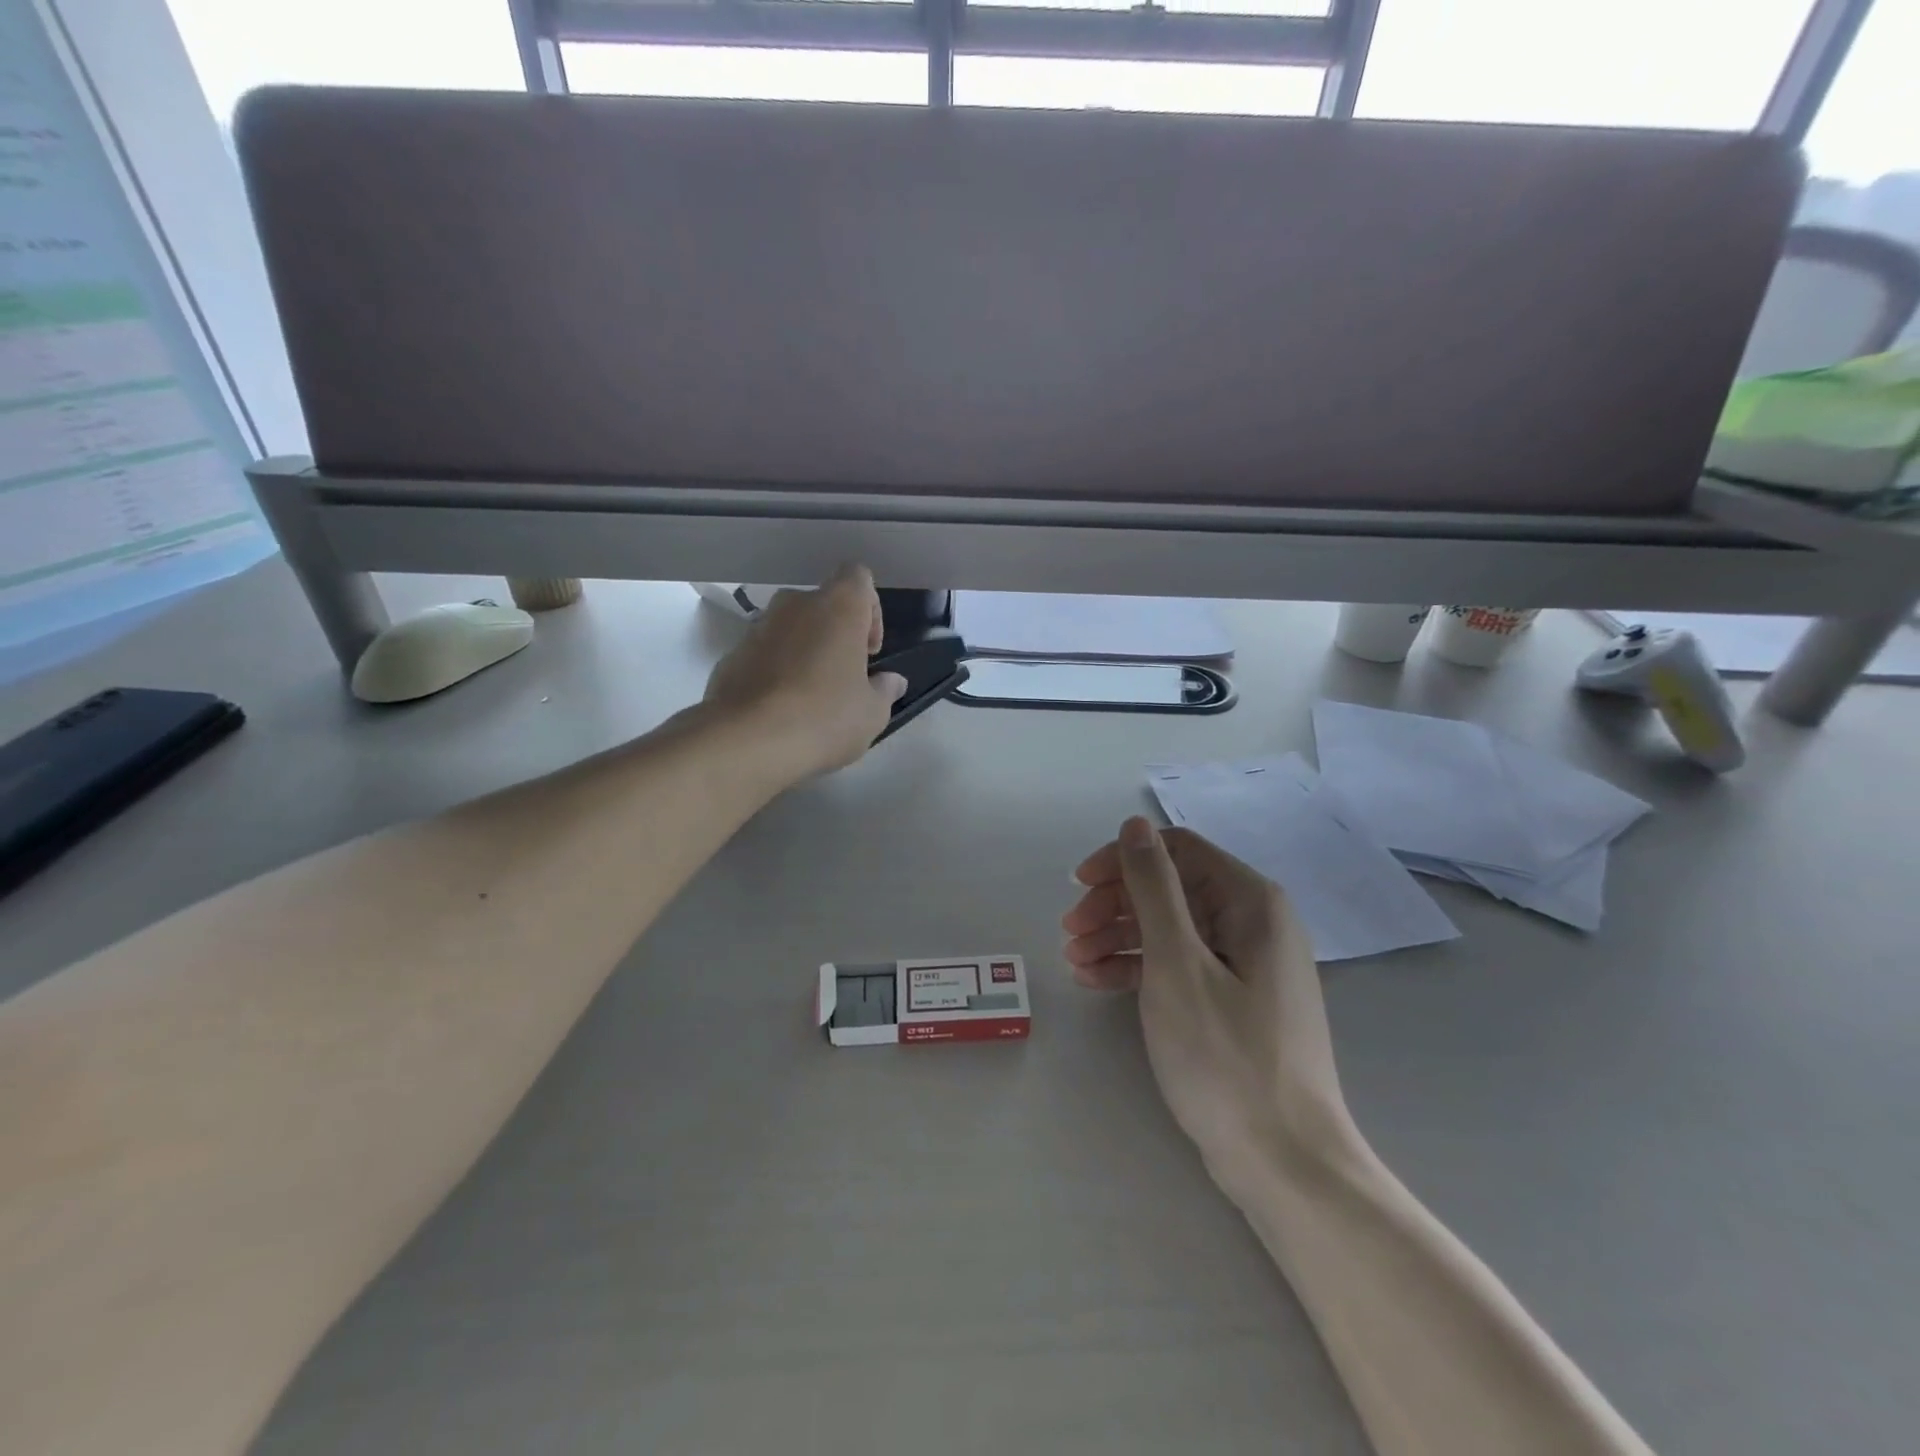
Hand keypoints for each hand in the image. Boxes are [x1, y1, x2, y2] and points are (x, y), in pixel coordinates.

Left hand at [702, 565, 907, 784]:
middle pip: (822, 604)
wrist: (746, 741)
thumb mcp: (871, 713)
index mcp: (838, 607)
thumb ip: (884, 691)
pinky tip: (780, 710)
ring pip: (790, 629)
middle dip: (834, 634)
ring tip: (810, 697)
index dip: (870, 609)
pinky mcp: (730, 655)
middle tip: (843, 676)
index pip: (858, 578)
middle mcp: (795, 605)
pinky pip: (763, 654)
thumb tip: (891, 681)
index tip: (868, 651)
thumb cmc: (824, 718)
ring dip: (803, 652)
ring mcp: (757, 627)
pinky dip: (775, 671)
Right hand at [1064, 818, 1353, 1175]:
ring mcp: (1244, 964)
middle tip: (1070, 932)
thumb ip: (1154, 888)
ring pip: (1169, 928)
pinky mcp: (1233, 1000)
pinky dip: (1137, 967)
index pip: (1177, 851)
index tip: (1078, 885)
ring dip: (1118, 936)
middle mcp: (1252, 922)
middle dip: (1115, 903)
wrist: (1285, 1163)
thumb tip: (1134, 824)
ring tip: (1074, 962)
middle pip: (1170, 888)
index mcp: (1250, 902)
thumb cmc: (1226, 1056)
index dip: (1123, 860)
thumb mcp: (1177, 964)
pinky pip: (1178, 965)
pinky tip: (1097, 982)